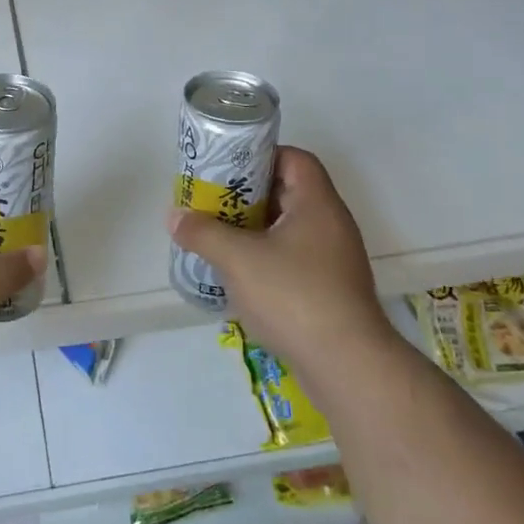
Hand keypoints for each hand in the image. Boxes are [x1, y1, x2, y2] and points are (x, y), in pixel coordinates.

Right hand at [169, 147, 391, 374]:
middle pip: (290, 192)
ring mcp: (336, 260)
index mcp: (317, 204)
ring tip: (221, 237)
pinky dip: (269, 258)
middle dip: (250, 195)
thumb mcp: (238, 259)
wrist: (348, 366)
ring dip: (256, 229)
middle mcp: (332, 225)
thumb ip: (203, 233)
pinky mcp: (332, 291)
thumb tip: (175, 217)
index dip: (262, 156)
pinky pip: (296, 259)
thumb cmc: (294, 296)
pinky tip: (242, 275)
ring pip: (291, 229)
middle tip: (215, 202)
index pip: (295, 159)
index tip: (229, 169)